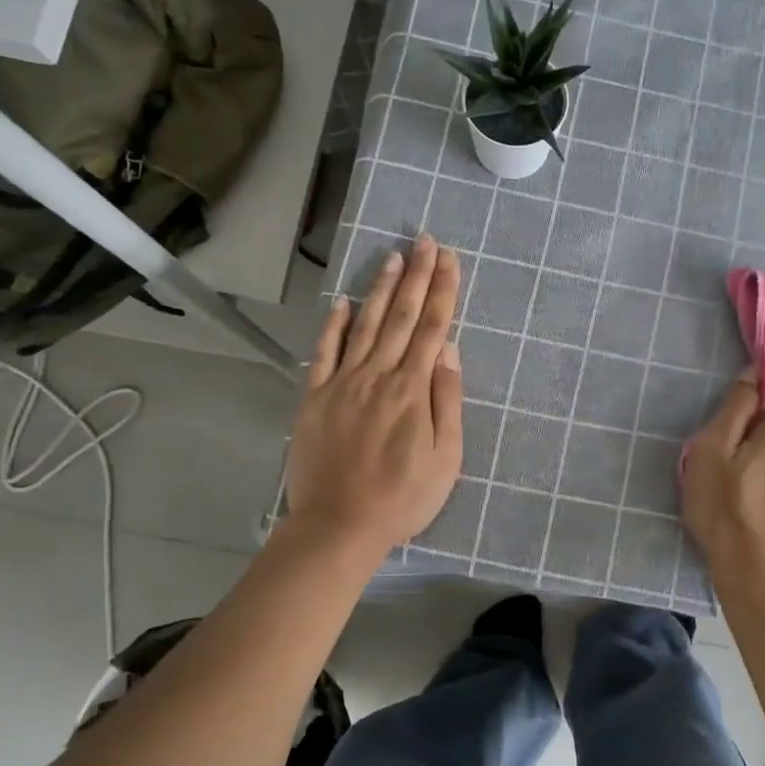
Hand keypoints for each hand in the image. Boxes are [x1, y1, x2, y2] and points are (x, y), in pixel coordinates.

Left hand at [285, 234, 463, 556]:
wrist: (339, 526)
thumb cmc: (402, 498)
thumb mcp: (444, 459)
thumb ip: (447, 402)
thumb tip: (449, 352)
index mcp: (413, 389)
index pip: (432, 328)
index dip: (442, 290)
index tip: (449, 258)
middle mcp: (378, 375)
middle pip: (401, 316)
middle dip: (416, 275)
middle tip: (425, 240)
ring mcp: (343, 383)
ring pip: (365, 325)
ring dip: (380, 288)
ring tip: (392, 257)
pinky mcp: (315, 398)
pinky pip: (324, 353)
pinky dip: (333, 324)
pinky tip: (341, 301)